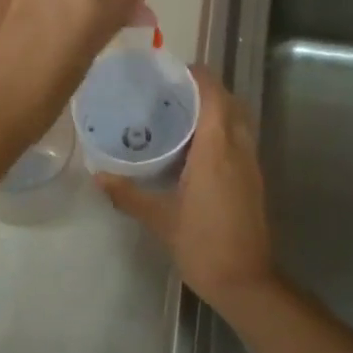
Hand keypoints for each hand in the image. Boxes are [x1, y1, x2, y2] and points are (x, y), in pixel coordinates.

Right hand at [98, 68, 278, 315]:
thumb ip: (128, 194)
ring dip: (217, 109)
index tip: (172, 71)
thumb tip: (98, 176)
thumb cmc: (202, 244)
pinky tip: (196, 148)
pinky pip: (240, 140)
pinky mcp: (254, 180)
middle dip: (206, 90)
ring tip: (181, 114)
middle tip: (171, 91)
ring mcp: (251, 165)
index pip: (214, 96)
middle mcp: (238, 150)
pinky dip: (223, 130)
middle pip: (230, 103)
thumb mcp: (159, 219)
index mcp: (217, 150)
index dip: (198, 77)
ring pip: (239, 122)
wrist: (246, 282)